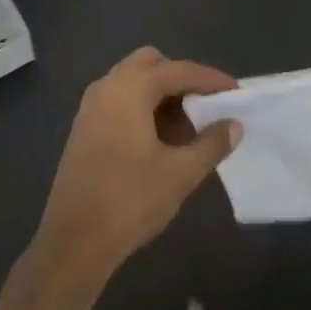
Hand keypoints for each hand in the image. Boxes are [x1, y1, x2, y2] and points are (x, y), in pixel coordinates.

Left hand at [37, 47, 240, 275]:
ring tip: (187, 129)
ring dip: (162, 96)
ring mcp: (90, 108)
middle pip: (151, 64)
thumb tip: (234, 125)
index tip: (237, 93)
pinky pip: (120, 102)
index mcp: (130, 88)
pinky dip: (143, 109)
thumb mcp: (181, 173)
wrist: (73, 244)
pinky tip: (160, 142)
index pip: (180, 70)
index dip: (212, 80)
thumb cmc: (130, 201)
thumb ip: (212, 143)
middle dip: (181, 80)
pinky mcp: (83, 130)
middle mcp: (107, 87)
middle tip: (205, 106)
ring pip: (133, 83)